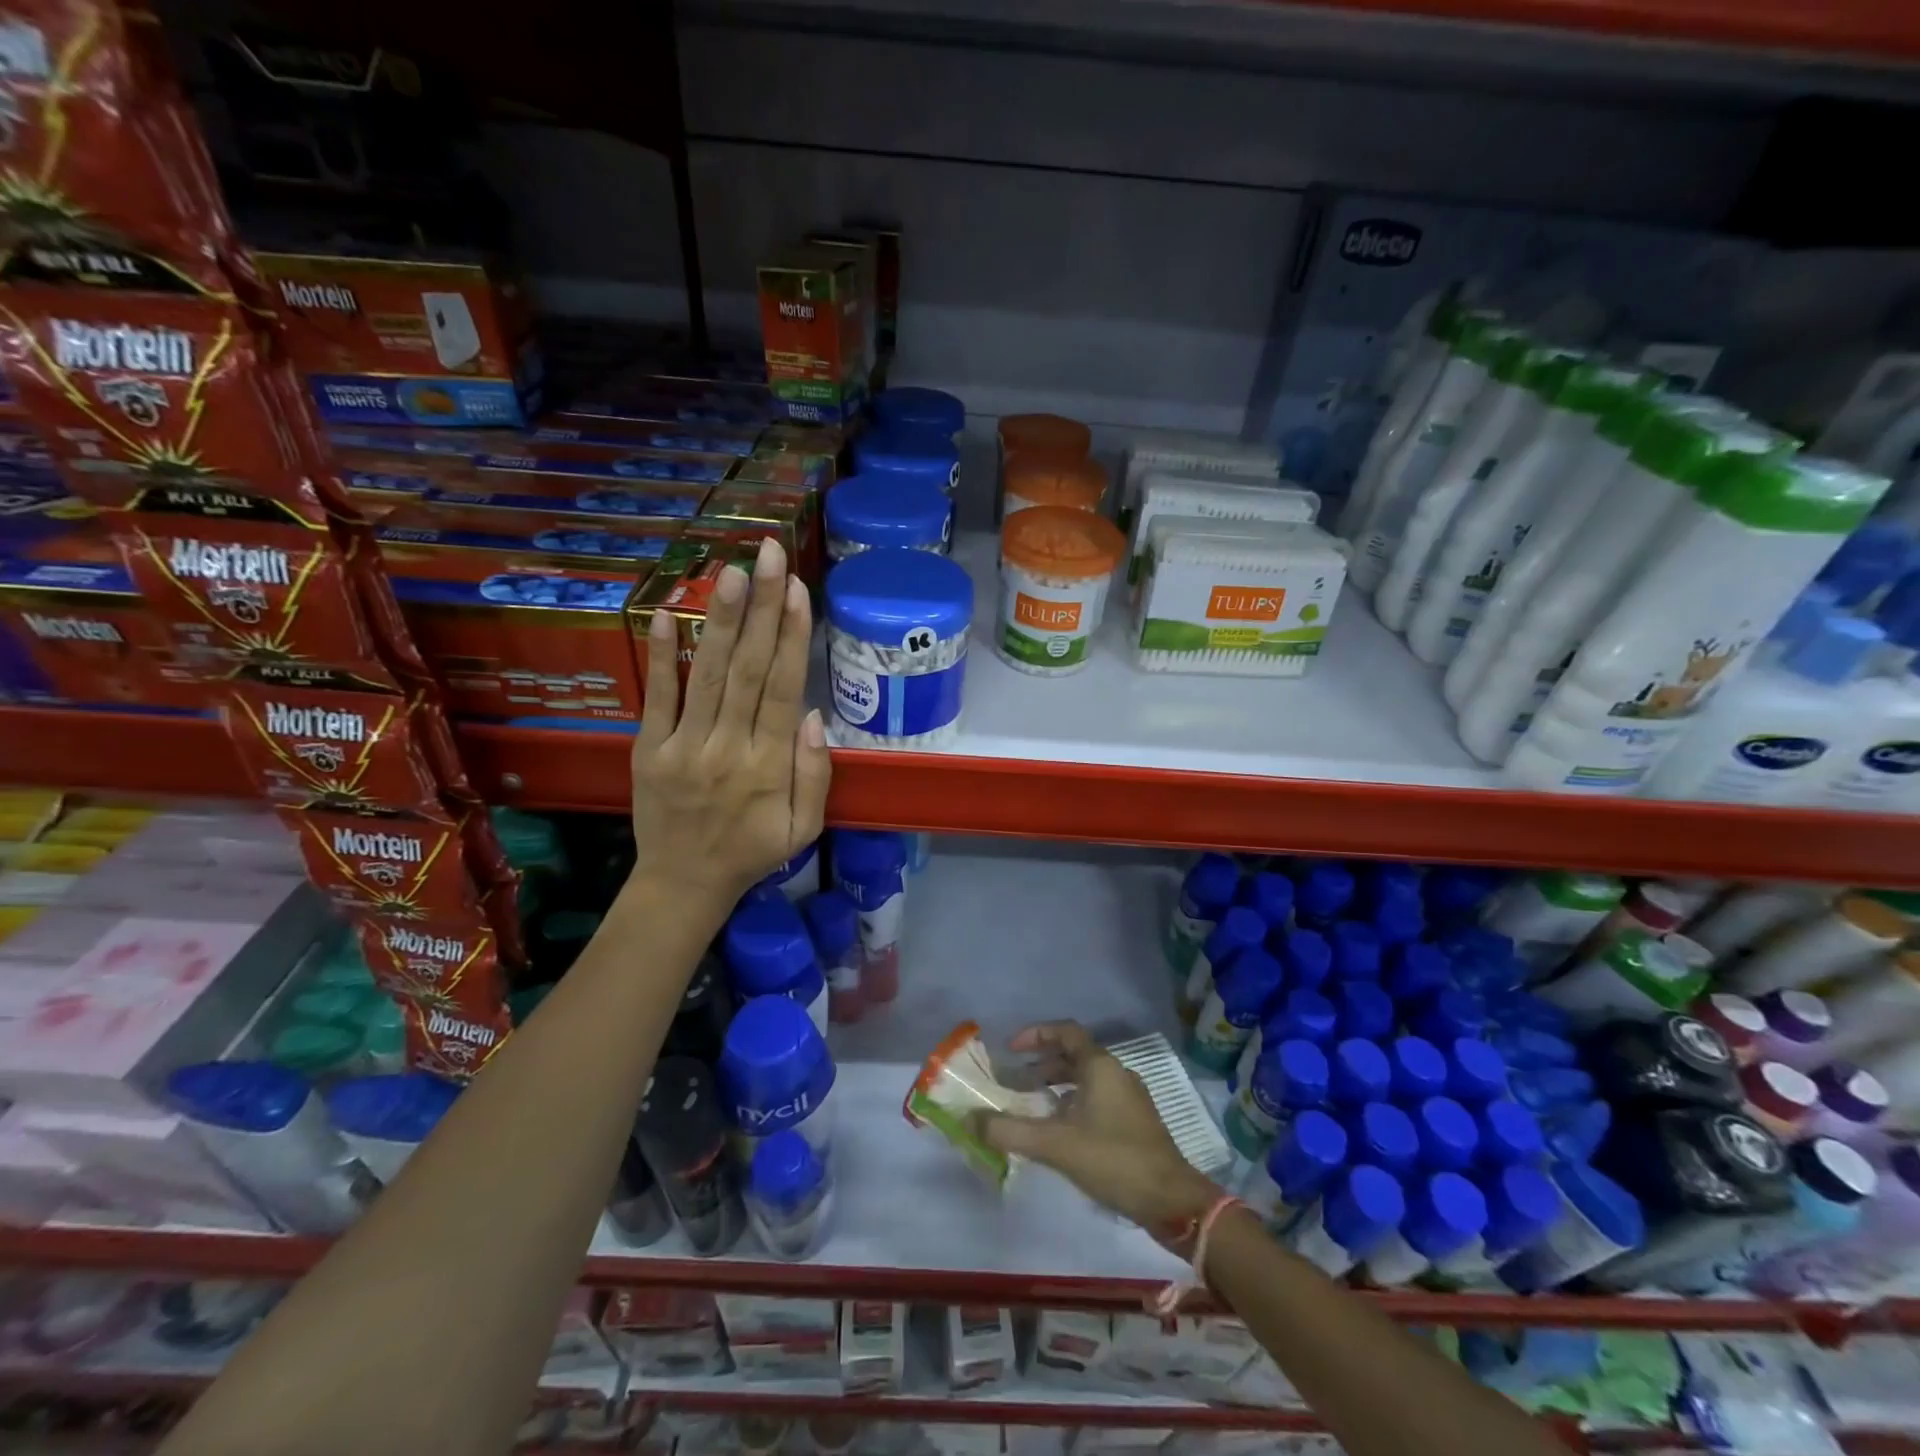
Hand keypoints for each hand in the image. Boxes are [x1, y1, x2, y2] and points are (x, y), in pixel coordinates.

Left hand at [630, 537, 829, 908]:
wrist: (683, 883)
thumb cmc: (753, 852)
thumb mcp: (805, 829)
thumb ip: (814, 775)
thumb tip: (815, 715)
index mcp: (769, 766)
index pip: (783, 690)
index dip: (791, 637)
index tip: (798, 589)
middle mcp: (728, 747)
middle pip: (749, 669)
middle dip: (762, 608)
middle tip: (769, 554)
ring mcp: (683, 746)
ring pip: (707, 674)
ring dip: (720, 620)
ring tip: (731, 571)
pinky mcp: (647, 749)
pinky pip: (656, 697)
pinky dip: (661, 655)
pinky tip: (666, 613)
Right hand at [973, 1021, 1218, 1233]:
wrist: (1172, 1201)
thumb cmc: (1114, 1160)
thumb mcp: (1056, 1145)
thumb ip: (1011, 1131)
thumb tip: (970, 1120)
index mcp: (1101, 1066)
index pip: (1065, 1032)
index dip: (1036, 1034)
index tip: (1010, 1049)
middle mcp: (1117, 1073)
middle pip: (1075, 1055)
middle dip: (1042, 1064)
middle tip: (1015, 1081)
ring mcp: (1130, 1097)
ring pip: (1086, 1078)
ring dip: (1057, 1085)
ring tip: (1032, 1105)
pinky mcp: (1135, 1121)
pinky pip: (1097, 1098)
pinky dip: (1073, 1102)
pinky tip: (1060, 1130)